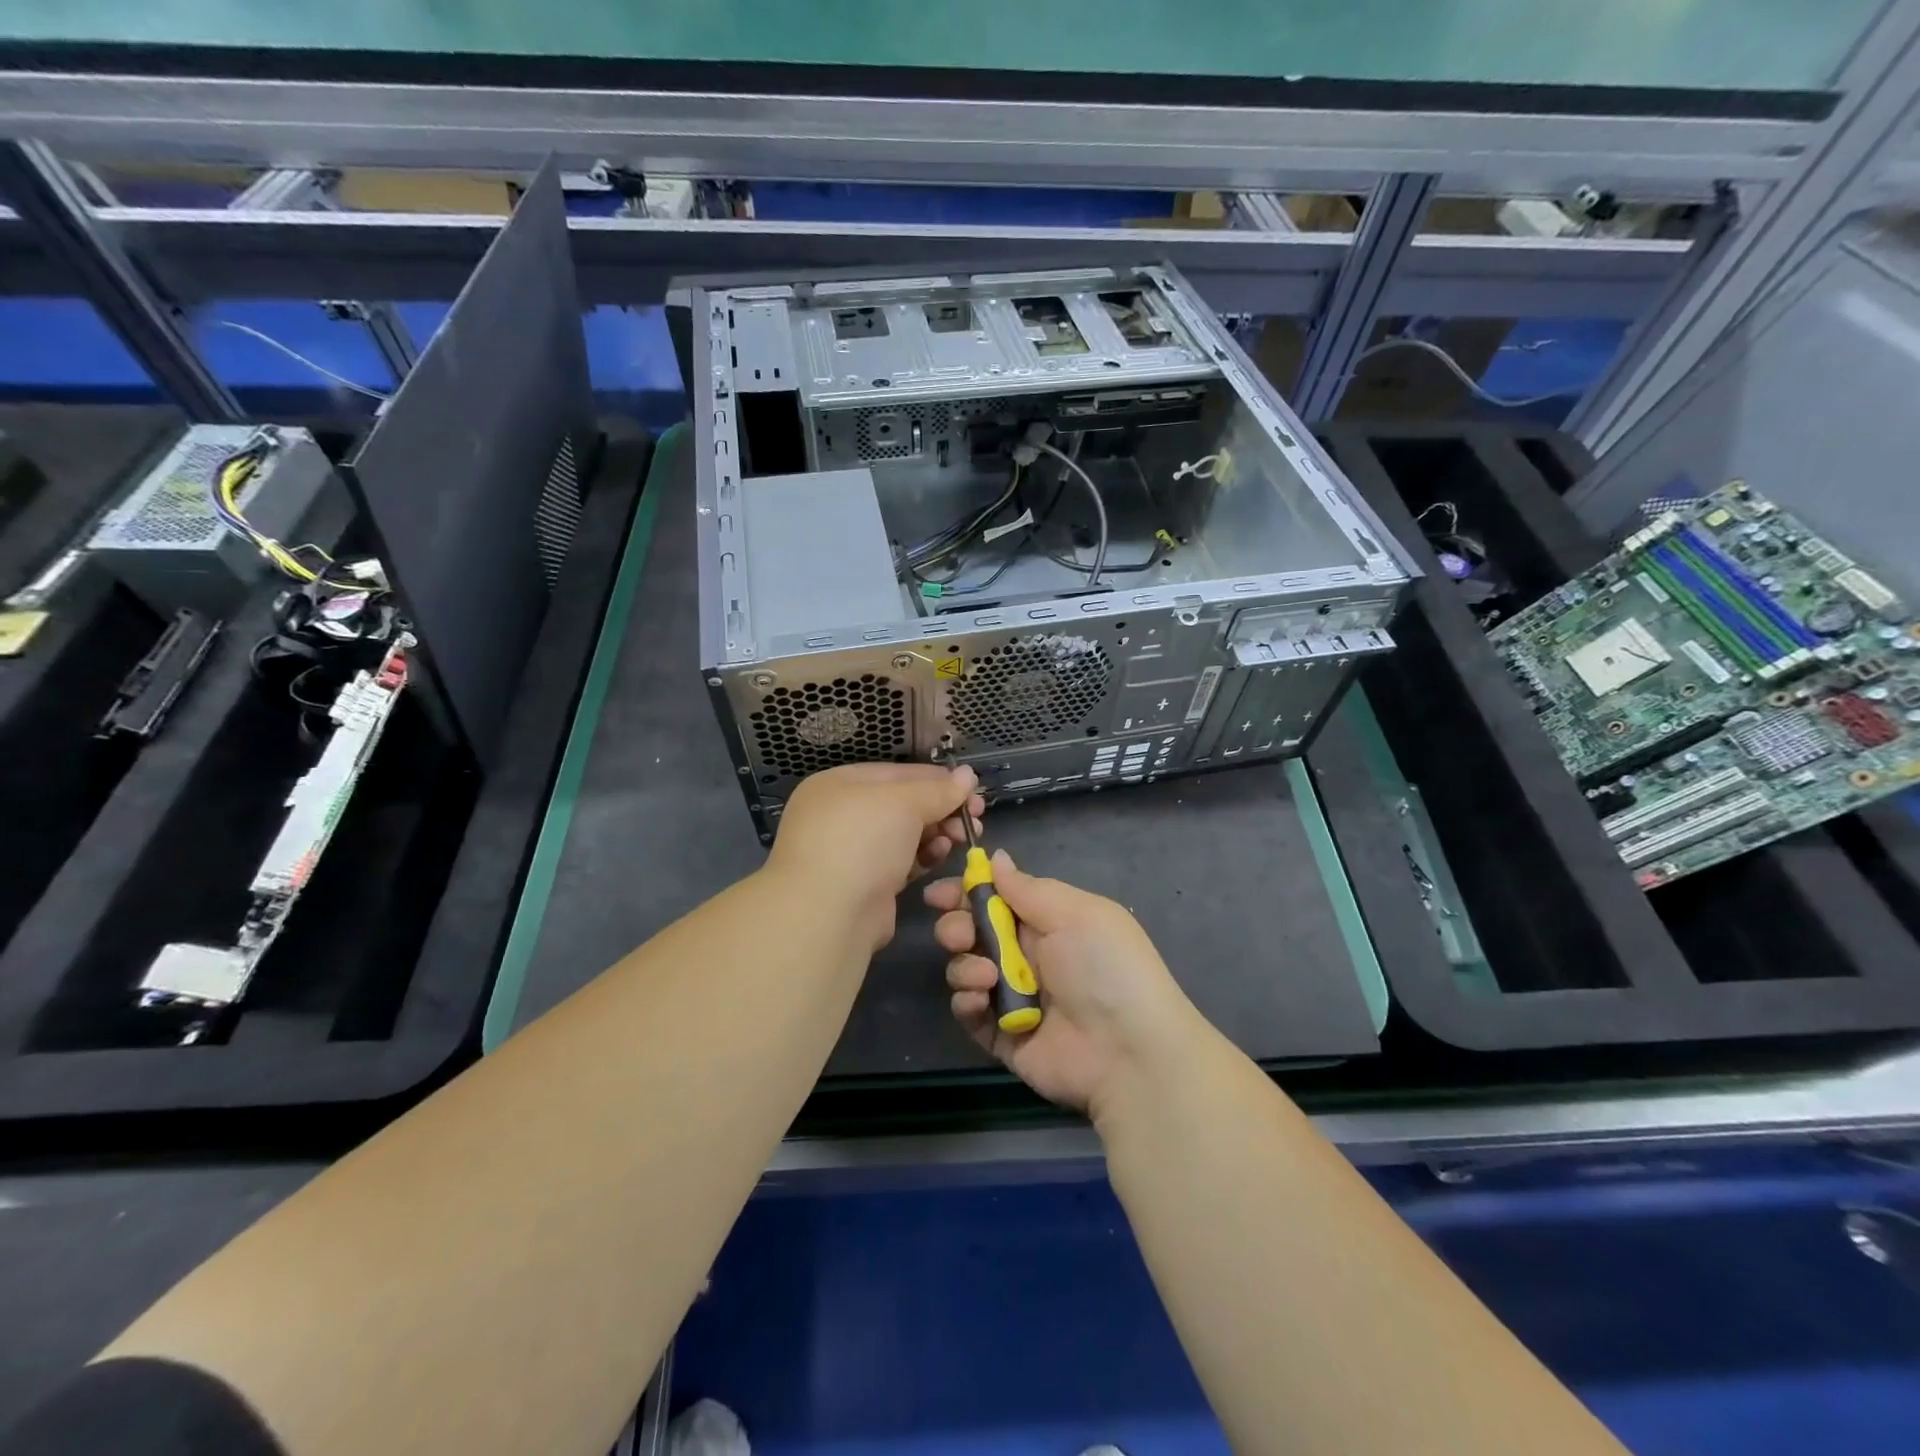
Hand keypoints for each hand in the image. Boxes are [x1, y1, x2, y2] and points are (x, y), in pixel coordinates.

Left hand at [766, 763, 984, 950]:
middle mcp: (841, 814)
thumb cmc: (862, 841)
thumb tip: (968, 775)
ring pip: (905, 835)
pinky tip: (942, 856)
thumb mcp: (903, 803)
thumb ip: (938, 789)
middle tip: (975, 818)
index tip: (972, 789)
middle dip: (941, 809)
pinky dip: (923, 857)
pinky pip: (901, 862)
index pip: (898, 773)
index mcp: (839, 784)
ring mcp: (851, 852)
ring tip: (961, 838)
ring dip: (936, 833)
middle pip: (903, 804)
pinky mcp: (866, 884)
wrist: (828, 914)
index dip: (937, 779)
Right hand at [925, 850, 1206, 1117]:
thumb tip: (995, 857)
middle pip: (973, 932)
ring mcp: (1013, 996)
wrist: (1129, 1052)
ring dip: (965, 966)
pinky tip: (980, 1000)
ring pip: (965, 969)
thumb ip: (1027, 888)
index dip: (966, 893)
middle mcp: (1028, 955)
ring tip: (986, 976)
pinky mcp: (1002, 1035)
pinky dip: (967, 1002)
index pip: (996, 898)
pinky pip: (969, 1013)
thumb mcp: (1073, 913)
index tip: (940, 894)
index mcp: (1048, 921)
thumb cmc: (1105, 967)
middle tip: (959, 935)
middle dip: (956, 927)